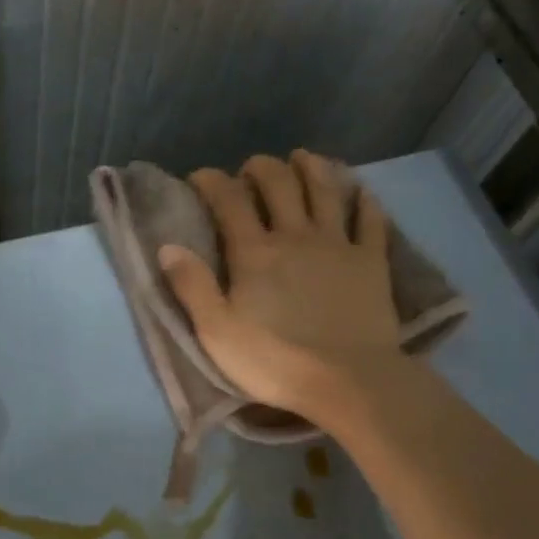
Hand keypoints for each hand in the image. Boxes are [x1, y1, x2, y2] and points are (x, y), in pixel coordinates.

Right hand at [160, 151, 401, 422]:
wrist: (350, 382)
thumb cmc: (275, 361)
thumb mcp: (217, 332)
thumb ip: (191, 286)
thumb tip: (168, 246)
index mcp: (254, 252)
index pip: (229, 200)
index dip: (212, 181)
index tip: (200, 177)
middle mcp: (295, 235)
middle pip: (279, 184)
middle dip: (261, 167)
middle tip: (251, 168)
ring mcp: (337, 245)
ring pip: (325, 191)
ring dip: (312, 168)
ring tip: (302, 157)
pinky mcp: (371, 262)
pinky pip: (370, 221)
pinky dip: (365, 202)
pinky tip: (361, 191)